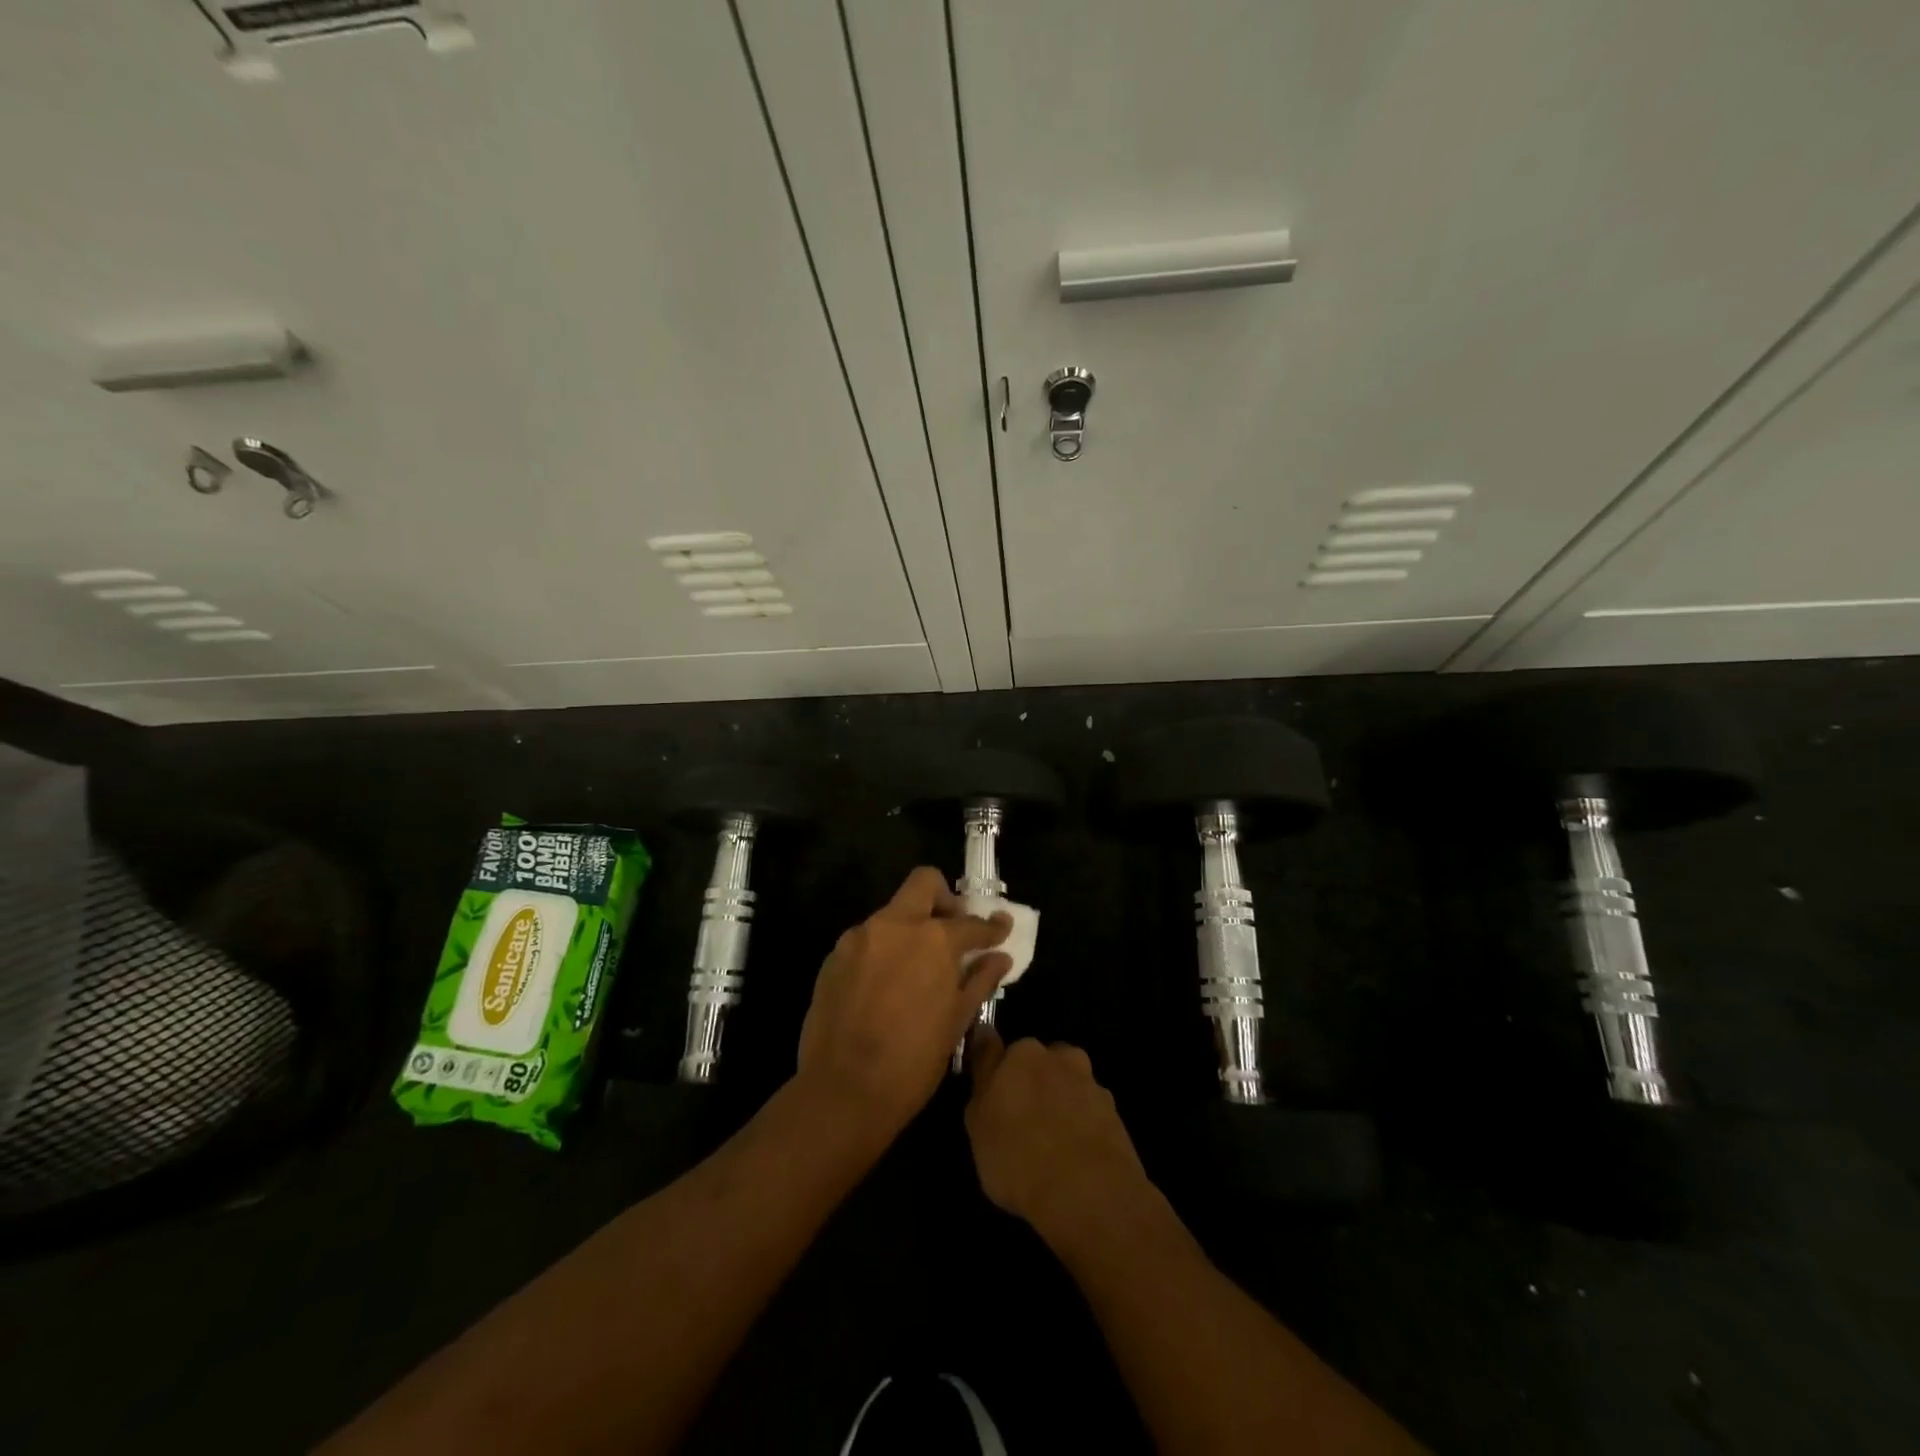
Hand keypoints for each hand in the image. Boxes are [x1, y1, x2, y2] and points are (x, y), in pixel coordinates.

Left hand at [796, 867, 1011, 1139]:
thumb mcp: (956, 1022)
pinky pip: (867, 939)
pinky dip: (884, 949)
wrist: (842, 1090)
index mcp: (933, 939)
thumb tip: (1000, 957)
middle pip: (923, 883)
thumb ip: (980, 980)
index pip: (970, 922)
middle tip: (953, 928)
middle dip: (944, 898)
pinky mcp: (835, 955)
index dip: (990, 927)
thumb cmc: (912, 1061)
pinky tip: (886, 985)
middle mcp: (895, 924)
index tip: (1000, 928)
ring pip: (892, 912)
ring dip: (911, 927)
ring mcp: (860, 936)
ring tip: (918, 966)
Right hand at [965, 1029, 1150, 1237]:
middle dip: (1031, 1085)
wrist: (1089, 1192)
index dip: (993, 1071)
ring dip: (1060, 1105)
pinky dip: (1081, 1128)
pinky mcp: (1116, 1113)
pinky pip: (1089, 1114)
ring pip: (1067, 1087)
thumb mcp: (977, 1125)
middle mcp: (1059, 1056)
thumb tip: (985, 1053)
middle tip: (1020, 1124)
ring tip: (1051, 1147)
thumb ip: (982, 1086)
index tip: (991, 1094)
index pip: (997, 1048)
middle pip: (1038, 1064)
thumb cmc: (1019, 1156)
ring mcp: (1091, 1083)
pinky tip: (1074, 1159)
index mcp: (1021, 1052)